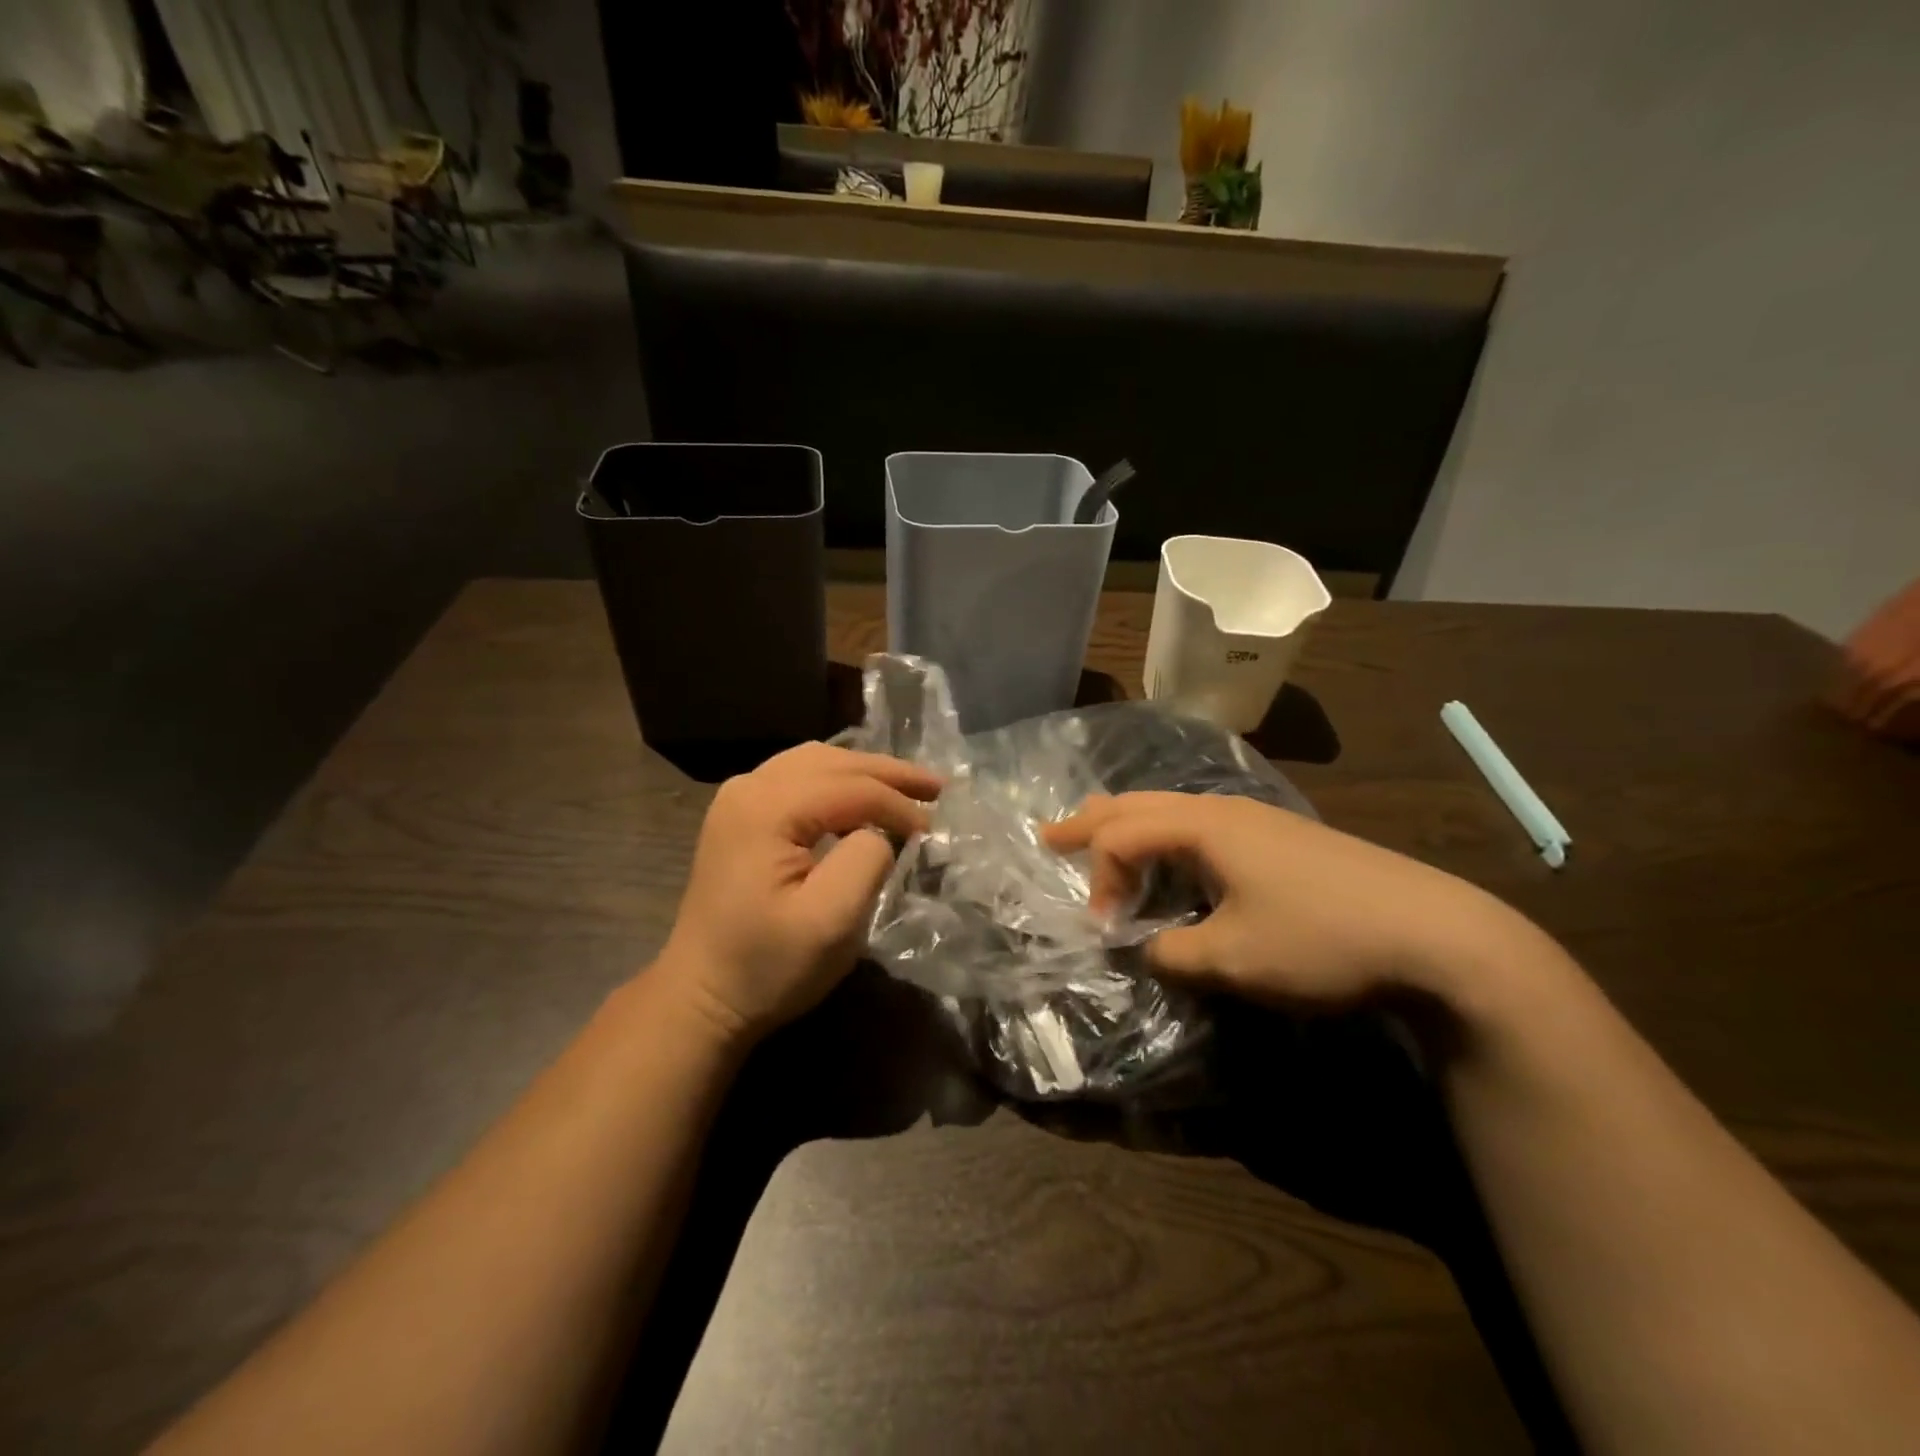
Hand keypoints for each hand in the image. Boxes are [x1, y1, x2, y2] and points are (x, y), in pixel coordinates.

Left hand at [654, 743, 941, 1043]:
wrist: (700, 998)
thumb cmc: (767, 966)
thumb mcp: (831, 922)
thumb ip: (867, 860)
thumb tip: (881, 832)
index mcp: (767, 808)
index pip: (851, 788)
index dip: (898, 805)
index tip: (932, 833)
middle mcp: (749, 787)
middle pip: (833, 762)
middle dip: (888, 773)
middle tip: (936, 787)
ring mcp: (738, 798)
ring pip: (815, 762)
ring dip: (864, 772)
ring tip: (905, 787)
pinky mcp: (739, 815)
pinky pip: (797, 776)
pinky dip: (837, 780)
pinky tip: (859, 795)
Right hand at [1042, 792, 1523, 1007]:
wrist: (1436, 933)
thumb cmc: (1321, 939)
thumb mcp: (1232, 959)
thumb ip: (1170, 953)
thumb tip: (1147, 948)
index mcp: (1204, 825)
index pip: (1123, 836)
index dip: (1101, 881)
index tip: (1107, 932)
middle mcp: (1224, 810)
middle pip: (1140, 804)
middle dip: (1092, 820)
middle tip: (1051, 833)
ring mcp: (1257, 820)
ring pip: (1173, 810)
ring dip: (1131, 823)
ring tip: (1103, 834)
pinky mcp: (1282, 838)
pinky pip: (1202, 825)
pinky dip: (1167, 836)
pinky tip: (1176, 858)